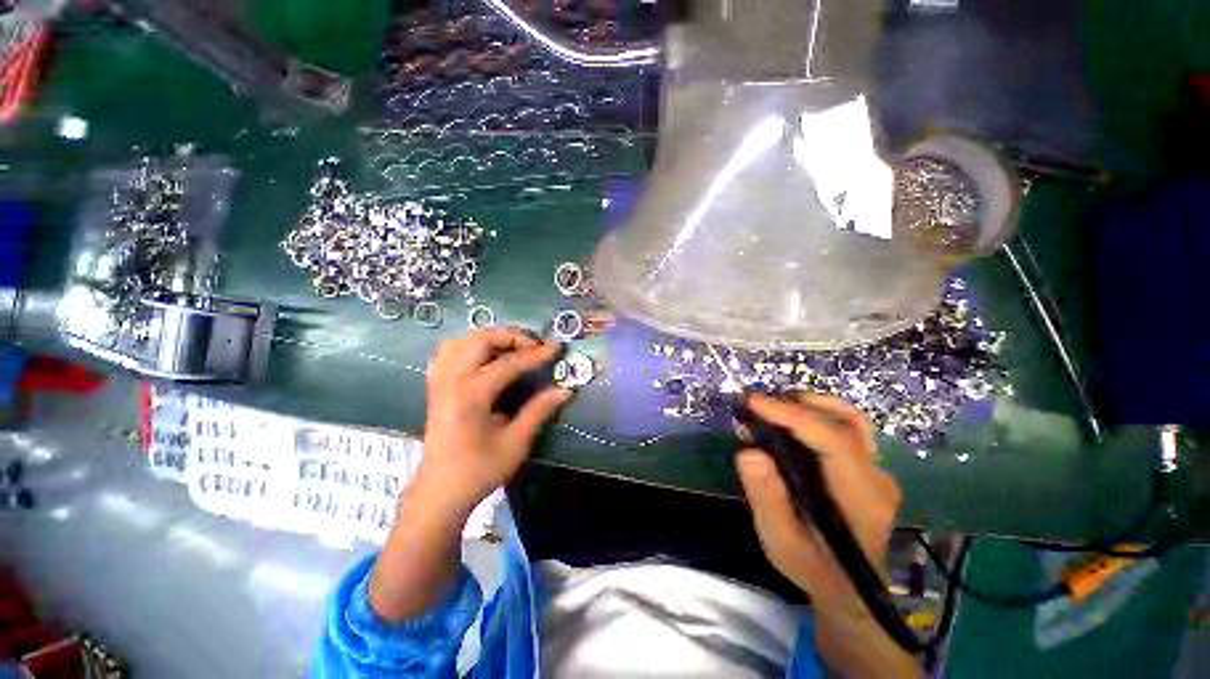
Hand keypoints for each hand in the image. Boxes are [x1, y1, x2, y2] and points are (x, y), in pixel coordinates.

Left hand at [413, 327, 572, 517]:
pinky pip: (448, 353)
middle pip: (480, 340)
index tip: (557, 347)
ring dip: (488, 338)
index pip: (509, 363)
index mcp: (471, 395)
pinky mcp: (436, 388)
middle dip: (510, 337)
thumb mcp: (516, 443)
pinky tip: (483, 357)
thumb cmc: (479, 470)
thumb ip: (539, 410)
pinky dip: (468, 347)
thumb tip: (565, 390)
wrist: (440, 492)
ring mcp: (440, 382)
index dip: (536, 354)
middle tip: (533, 346)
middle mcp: (452, 381)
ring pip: (461, 341)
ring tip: (511, 348)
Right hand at [736, 393, 900, 619]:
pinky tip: (789, 420)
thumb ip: (766, 499)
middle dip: (797, 404)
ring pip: (849, 419)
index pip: (834, 441)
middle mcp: (877, 478)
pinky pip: (844, 428)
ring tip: (770, 405)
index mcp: (861, 499)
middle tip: (755, 402)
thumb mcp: (781, 542)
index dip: (792, 415)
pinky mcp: (868, 468)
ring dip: (808, 404)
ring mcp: (877, 471)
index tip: (753, 402)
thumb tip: (749, 452)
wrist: (850, 592)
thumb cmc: (813, 568)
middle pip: (845, 422)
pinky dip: (814, 415)